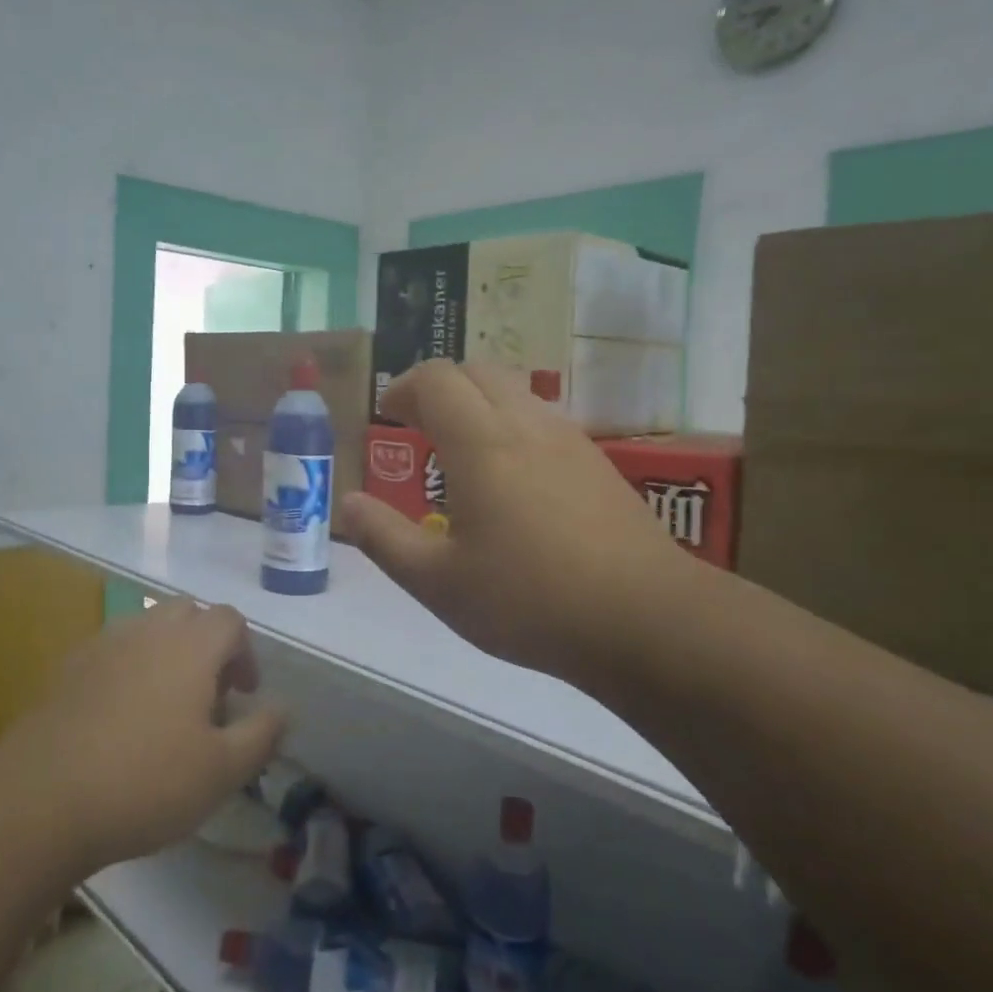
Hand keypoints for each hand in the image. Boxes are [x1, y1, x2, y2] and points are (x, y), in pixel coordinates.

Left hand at [1, 599, 285, 874]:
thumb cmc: (146, 781)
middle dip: (207, 644)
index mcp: (191, 645)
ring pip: (148, 628)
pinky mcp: (68, 668)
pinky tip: (120, 717)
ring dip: (167, 653)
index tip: (242, 694)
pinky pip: (112, 651)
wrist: (42, 799)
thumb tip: (283, 708)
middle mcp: (148, 630)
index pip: (230, 620)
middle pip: (188, 613)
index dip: (245, 652)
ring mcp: (103, 644)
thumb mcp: (222, 771)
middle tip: (207, 696)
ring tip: (165, 706)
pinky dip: (129, 668)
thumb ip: (262, 734)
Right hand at [340, 360, 699, 684]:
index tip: (387, 415)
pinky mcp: (598, 463)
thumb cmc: (528, 600)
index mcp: (480, 443)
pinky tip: (512, 479)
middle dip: (439, 387)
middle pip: (477, 371)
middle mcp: (525, 425)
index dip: (403, 387)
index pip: (435, 379)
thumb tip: (347, 502)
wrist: (645, 619)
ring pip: (515, 391)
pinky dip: (511, 425)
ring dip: (478, 403)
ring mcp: (569, 440)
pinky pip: (543, 419)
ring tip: (460, 451)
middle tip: (417, 426)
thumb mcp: (437, 582)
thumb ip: (384, 538)